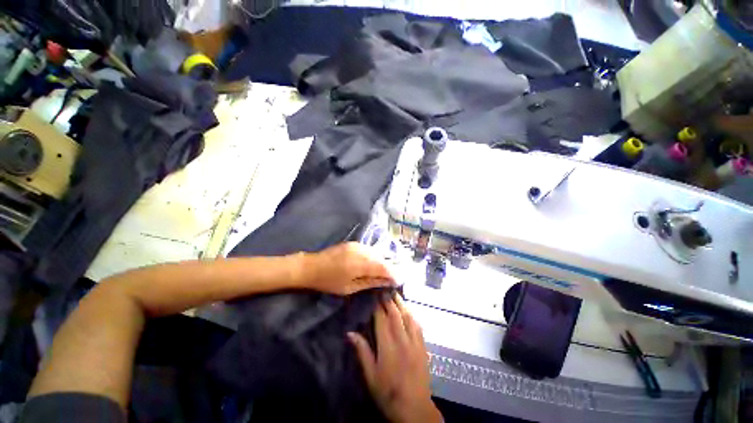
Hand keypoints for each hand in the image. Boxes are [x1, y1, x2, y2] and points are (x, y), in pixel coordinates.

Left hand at [302, 242, 395, 294]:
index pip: (384, 267)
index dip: (394, 274)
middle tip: (393, 277)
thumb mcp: (350, 287)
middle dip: (389, 267)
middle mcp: (363, 251)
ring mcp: (358, 245)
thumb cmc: (329, 281)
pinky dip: (374, 257)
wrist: (311, 266)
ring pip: (376, 253)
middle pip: (382, 258)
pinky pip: (369, 249)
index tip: (399, 281)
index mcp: (362, 263)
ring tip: (384, 272)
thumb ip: (370, 282)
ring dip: (382, 262)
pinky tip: (373, 263)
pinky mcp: (354, 243)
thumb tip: (387, 281)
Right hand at [349, 294, 441, 422]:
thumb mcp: (370, 376)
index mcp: (387, 347)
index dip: (377, 306)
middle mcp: (402, 340)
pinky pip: (418, 326)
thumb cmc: (388, 394)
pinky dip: (412, 315)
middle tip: (384, 290)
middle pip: (395, 315)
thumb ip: (362, 352)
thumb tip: (350, 333)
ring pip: (408, 317)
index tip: (374, 295)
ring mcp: (414, 343)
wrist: (414, 409)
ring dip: (401, 304)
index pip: (381, 320)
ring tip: (396, 295)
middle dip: (389, 301)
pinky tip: (409, 311)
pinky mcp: (423, 347)